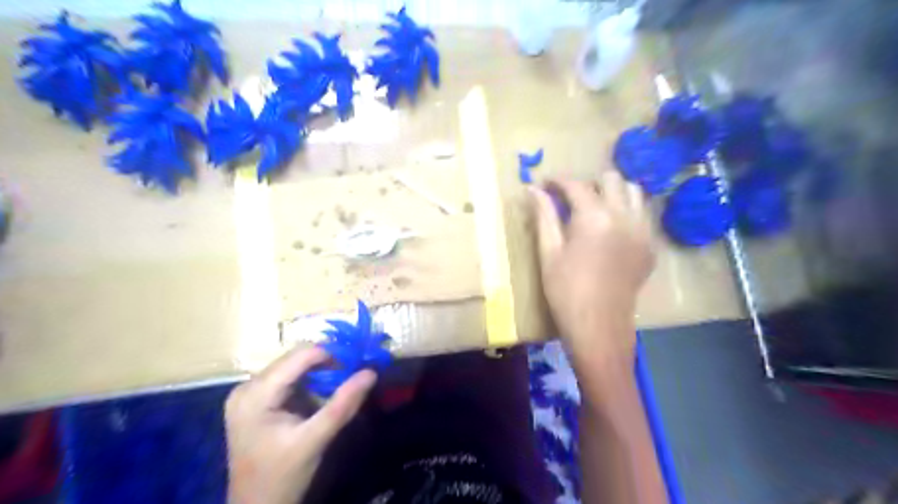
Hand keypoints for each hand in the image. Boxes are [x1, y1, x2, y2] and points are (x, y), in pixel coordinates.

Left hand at [229, 346, 376, 503]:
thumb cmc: (282, 477)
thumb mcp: (315, 440)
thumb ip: (343, 404)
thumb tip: (371, 372)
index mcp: (255, 393)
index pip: (300, 356)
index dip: (333, 353)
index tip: (360, 360)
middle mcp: (248, 385)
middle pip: (296, 358)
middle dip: (329, 360)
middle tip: (356, 368)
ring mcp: (250, 392)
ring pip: (294, 366)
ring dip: (322, 369)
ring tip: (346, 377)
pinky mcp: (256, 400)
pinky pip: (289, 378)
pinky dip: (311, 380)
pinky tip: (326, 389)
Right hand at [532, 172, 653, 358]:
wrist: (598, 325)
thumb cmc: (565, 290)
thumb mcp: (549, 252)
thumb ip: (544, 215)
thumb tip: (532, 189)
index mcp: (595, 218)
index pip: (577, 185)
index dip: (558, 181)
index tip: (545, 184)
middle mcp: (625, 216)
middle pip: (612, 179)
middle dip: (589, 183)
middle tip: (571, 199)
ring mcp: (643, 231)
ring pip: (634, 192)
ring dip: (613, 192)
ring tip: (594, 208)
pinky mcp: (650, 246)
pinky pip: (643, 214)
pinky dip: (627, 210)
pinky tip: (611, 228)